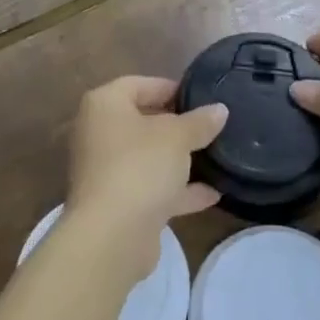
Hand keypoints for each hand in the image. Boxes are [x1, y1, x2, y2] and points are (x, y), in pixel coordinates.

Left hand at [66, 76, 227, 286]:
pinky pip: (151, 188)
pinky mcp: (118, 203)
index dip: (171, 88)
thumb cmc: (140, 166)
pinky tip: (212, 194)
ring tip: (216, 158)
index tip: (202, 98)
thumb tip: (220, 109)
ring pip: (148, 157)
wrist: (111, 235)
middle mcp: (99, 133)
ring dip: (179, 160)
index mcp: (105, 105)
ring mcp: (107, 170)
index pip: (139, 84)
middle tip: (211, 127)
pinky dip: (177, 190)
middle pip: (143, 120)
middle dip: (178, 125)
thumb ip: (199, 122)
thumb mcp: (177, 137)